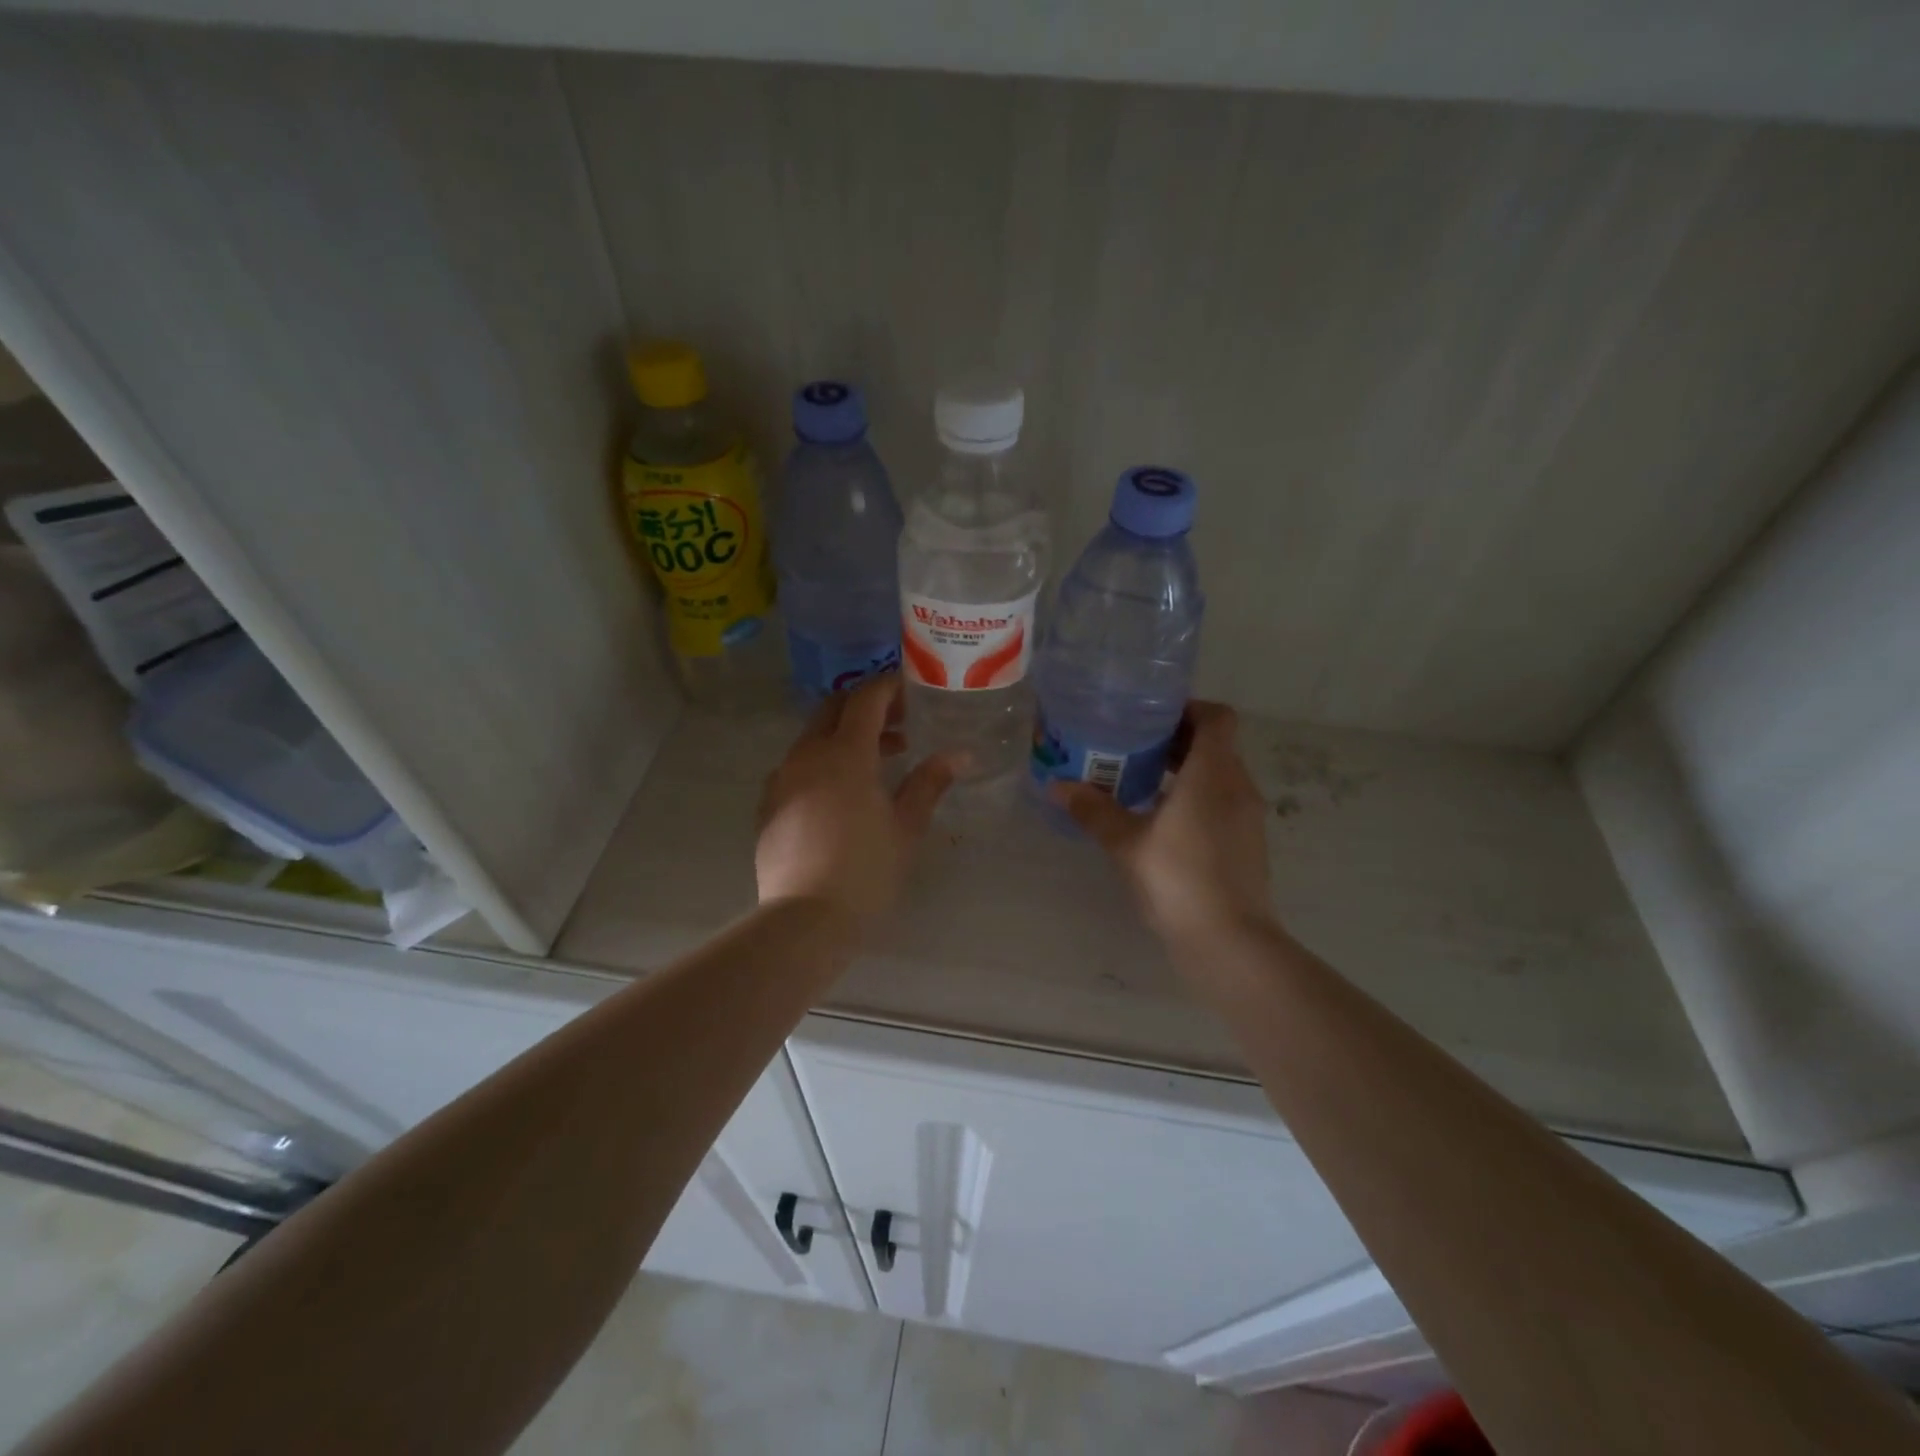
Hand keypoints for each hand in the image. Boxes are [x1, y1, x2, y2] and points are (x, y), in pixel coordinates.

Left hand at [755, 674, 958, 926]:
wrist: (805, 918)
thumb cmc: (866, 870)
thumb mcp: (906, 826)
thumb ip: (929, 783)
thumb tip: (959, 755)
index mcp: (845, 754)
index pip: (866, 699)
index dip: (888, 687)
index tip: (909, 690)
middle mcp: (807, 755)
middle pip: (833, 709)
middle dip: (864, 707)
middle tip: (897, 724)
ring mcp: (782, 778)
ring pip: (813, 738)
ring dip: (843, 736)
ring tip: (877, 762)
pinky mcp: (768, 804)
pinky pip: (796, 766)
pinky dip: (821, 762)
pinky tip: (839, 793)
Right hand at [1052, 701, 1274, 943]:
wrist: (1229, 941)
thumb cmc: (1177, 879)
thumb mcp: (1126, 842)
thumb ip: (1093, 809)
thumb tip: (1056, 786)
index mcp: (1213, 773)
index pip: (1217, 717)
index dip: (1188, 709)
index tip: (1151, 718)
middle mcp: (1238, 786)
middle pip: (1215, 745)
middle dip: (1176, 740)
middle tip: (1132, 746)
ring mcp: (1247, 817)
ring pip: (1218, 776)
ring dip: (1185, 771)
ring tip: (1140, 782)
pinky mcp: (1247, 844)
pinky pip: (1222, 803)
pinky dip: (1196, 798)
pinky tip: (1161, 821)